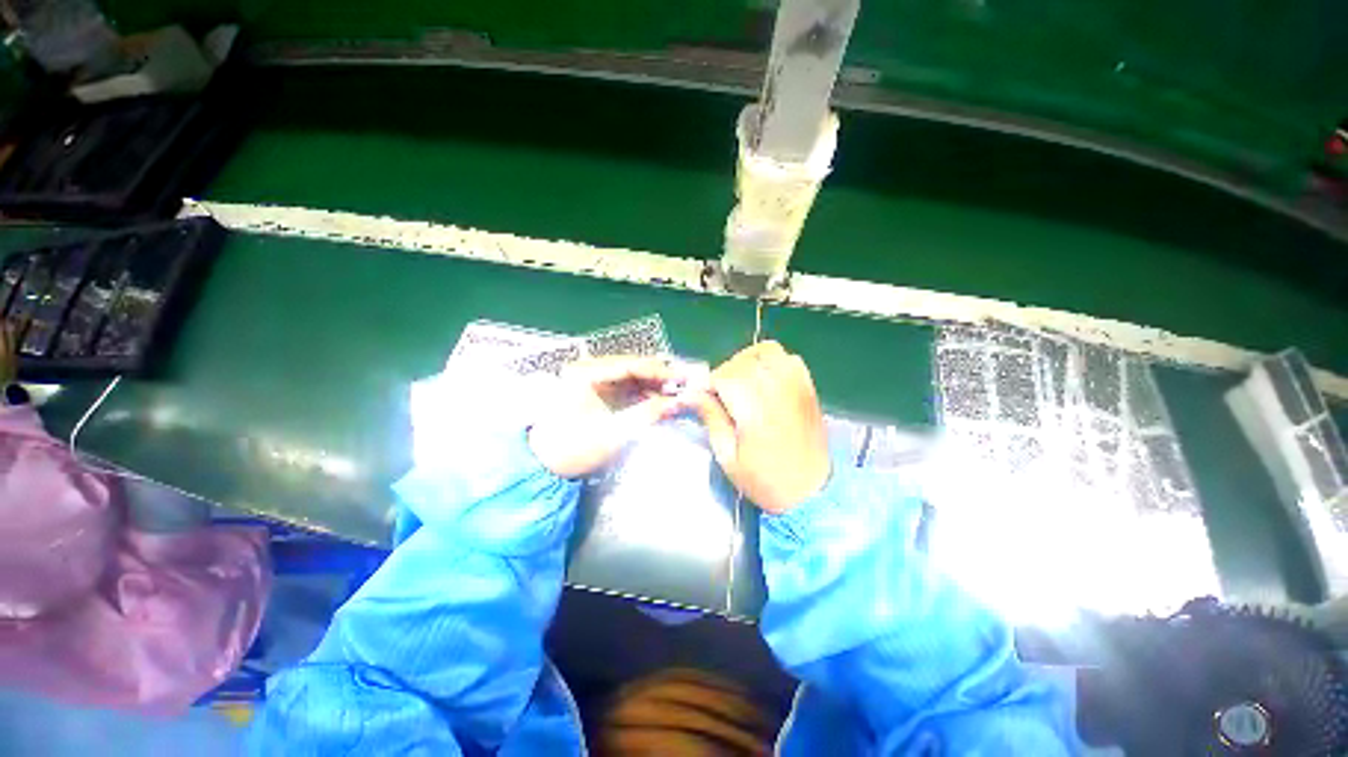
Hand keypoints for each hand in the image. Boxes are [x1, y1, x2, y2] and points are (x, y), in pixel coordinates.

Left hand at [528, 356, 698, 478]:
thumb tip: (677, 402)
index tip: (682, 379)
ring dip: (653, 385)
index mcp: (584, 373)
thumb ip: (647, 414)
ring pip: (630, 376)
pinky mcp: (595, 390)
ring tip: (676, 394)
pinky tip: (659, 400)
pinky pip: (624, 386)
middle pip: (631, 367)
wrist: (543, 466)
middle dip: (659, 377)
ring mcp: (590, 378)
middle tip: (684, 385)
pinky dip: (643, 393)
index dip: (658, 371)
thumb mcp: (613, 433)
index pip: (629, 364)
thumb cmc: (573, 450)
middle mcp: (587, 368)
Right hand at [693, 342, 830, 513]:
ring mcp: (796, 386)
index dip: (708, 384)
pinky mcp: (808, 388)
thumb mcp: (728, 457)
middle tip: (720, 395)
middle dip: (724, 374)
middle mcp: (777, 390)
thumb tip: (692, 395)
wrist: (812, 494)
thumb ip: (711, 418)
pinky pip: (788, 358)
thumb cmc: (765, 481)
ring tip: (741, 382)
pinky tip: (765, 380)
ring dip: (747, 361)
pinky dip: (772, 361)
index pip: (724, 376)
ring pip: (766, 351)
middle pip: (742, 361)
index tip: (702, 398)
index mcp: (755, 410)